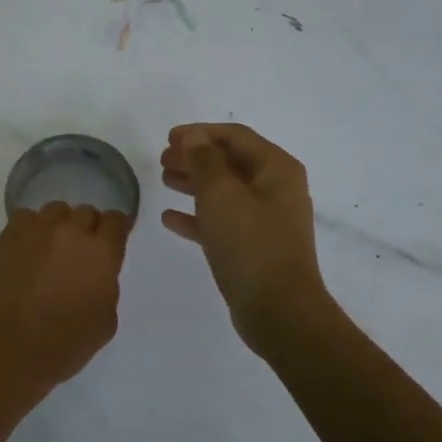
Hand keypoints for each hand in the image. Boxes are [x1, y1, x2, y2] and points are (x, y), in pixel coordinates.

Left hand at [0, 202, 130, 397]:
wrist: (9, 349)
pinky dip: (29, 230)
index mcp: (102, 252)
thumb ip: (106, 286)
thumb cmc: (64, 344)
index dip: (115, 230)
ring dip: (58, 226)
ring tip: (50, 249)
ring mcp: (35, 230)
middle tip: (78, 252)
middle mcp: (71, 231)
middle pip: (85, 212)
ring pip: (55, 211)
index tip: (110, 241)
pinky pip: (24, 219)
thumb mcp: (105, 321)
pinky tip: (26, 251)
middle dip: (86, 229)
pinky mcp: (6, 236)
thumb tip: (95, 273)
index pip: (116, 221)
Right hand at [160, 123, 332, 355]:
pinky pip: (222, 222)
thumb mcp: (221, 194)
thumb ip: (204, 160)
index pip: (235, 137)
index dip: (200, 132)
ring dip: (194, 183)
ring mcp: (266, 220)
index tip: (168, 138)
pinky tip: (170, 218)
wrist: (278, 309)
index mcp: (276, 169)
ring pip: (224, 192)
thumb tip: (195, 137)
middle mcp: (276, 189)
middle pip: (230, 162)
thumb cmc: (250, 243)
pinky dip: (198, 216)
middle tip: (162, 159)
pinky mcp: (254, 248)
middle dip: (195, 157)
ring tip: (164, 180)